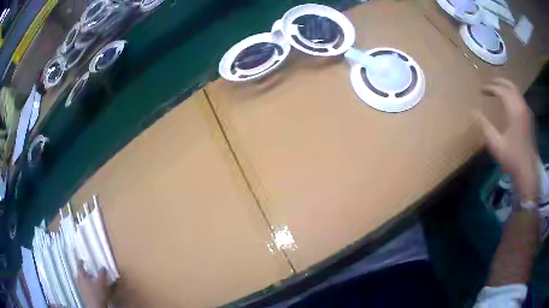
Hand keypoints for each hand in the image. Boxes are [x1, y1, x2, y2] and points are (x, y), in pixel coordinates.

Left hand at [76, 261, 109, 307]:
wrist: (96, 307)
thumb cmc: (97, 294)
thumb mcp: (102, 282)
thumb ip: (102, 274)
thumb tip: (103, 267)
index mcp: (81, 276)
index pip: (79, 266)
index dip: (80, 262)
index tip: (82, 259)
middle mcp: (79, 282)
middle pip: (80, 275)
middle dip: (84, 273)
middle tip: (88, 271)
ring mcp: (81, 289)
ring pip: (82, 282)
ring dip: (86, 280)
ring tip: (92, 281)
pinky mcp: (85, 296)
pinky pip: (85, 289)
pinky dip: (89, 287)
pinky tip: (94, 290)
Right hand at [480, 78, 538, 201]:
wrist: (528, 172)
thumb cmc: (513, 159)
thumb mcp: (496, 145)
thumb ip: (484, 126)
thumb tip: (472, 112)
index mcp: (515, 110)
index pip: (501, 90)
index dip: (490, 87)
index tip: (481, 90)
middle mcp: (522, 106)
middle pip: (510, 84)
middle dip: (498, 81)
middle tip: (488, 85)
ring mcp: (527, 111)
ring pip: (516, 90)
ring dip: (505, 86)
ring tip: (496, 90)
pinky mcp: (529, 117)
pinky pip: (520, 98)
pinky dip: (512, 94)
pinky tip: (508, 101)